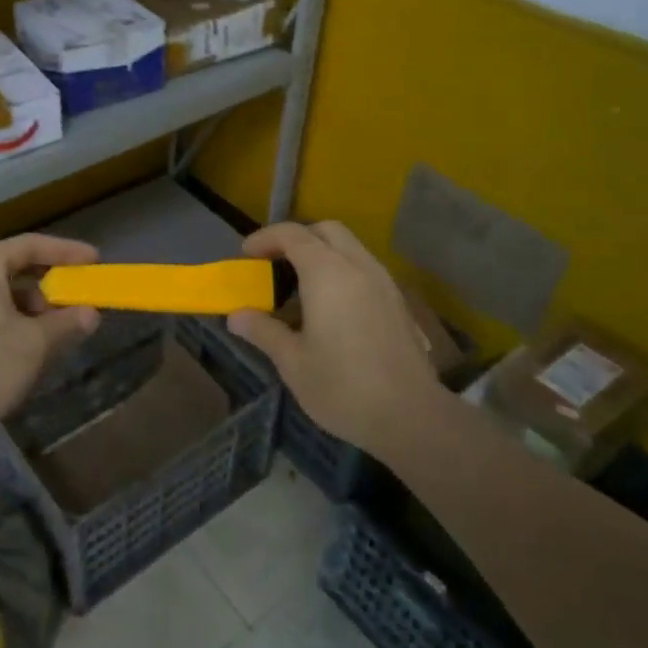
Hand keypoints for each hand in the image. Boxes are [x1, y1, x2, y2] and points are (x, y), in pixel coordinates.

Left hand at [0, 233, 100, 435]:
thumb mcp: (36, 342)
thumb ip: (67, 322)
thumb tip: (92, 314)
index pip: (30, 245)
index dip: (66, 251)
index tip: (94, 260)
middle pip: (18, 266)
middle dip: (53, 281)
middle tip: (81, 293)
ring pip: (8, 292)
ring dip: (39, 305)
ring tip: (66, 324)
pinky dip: (22, 320)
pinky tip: (42, 341)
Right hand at [227, 221, 436, 455]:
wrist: (412, 416)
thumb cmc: (343, 386)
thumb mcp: (293, 362)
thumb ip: (263, 331)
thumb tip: (236, 316)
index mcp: (327, 273)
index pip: (292, 234)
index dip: (264, 239)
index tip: (245, 257)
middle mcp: (358, 266)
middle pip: (325, 231)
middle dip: (296, 239)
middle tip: (274, 266)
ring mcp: (383, 282)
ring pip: (349, 248)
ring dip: (321, 255)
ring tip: (299, 289)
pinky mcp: (397, 302)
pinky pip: (364, 269)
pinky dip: (341, 272)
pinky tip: (331, 310)